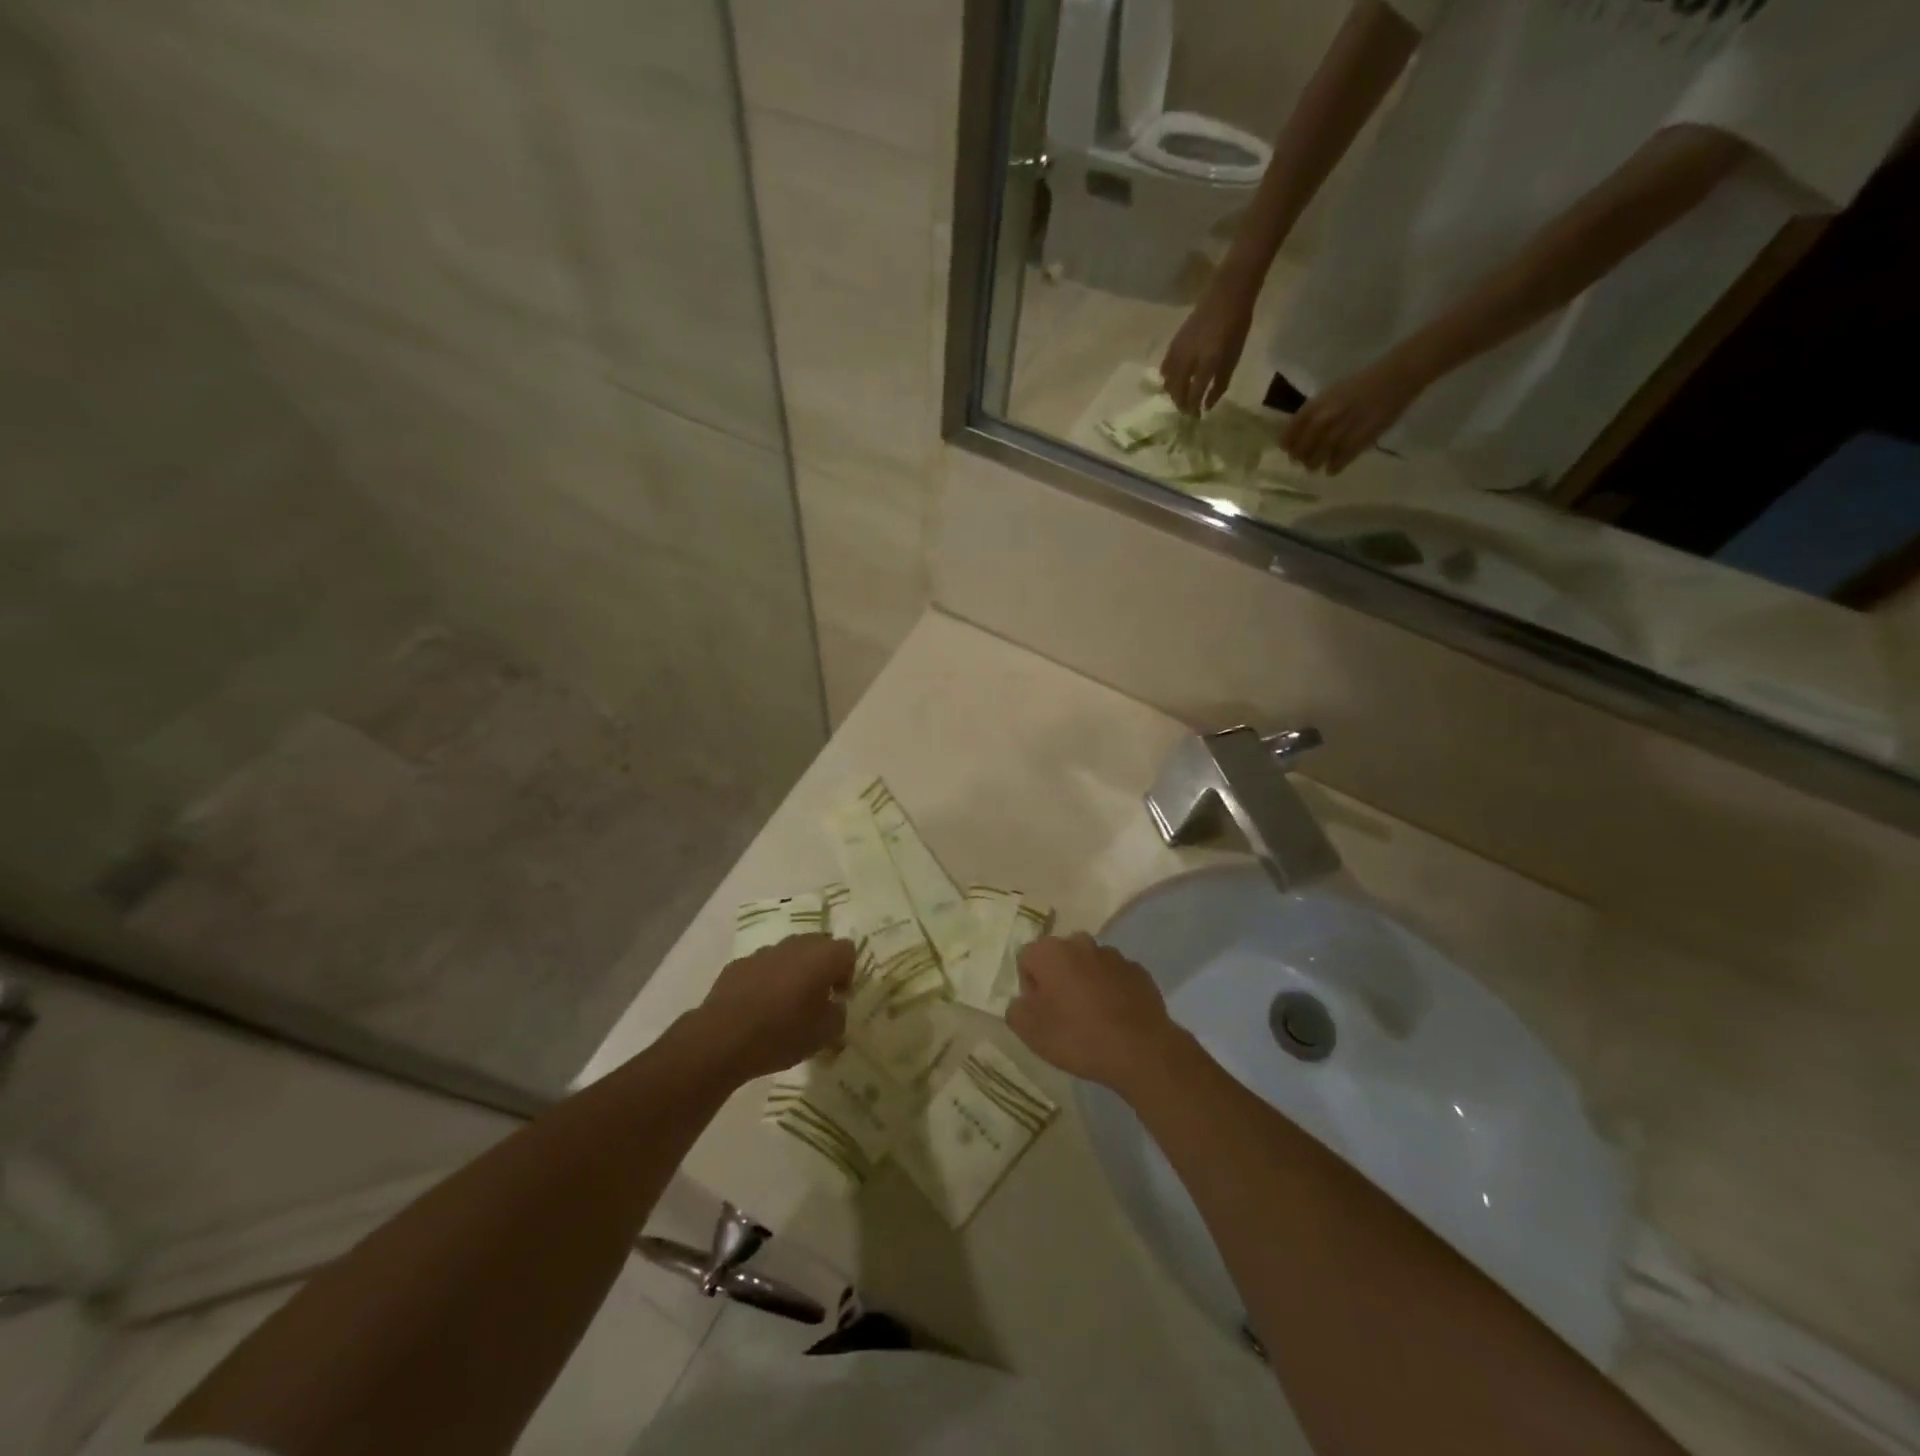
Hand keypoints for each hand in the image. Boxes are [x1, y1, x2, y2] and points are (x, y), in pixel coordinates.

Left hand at [693, 934, 854, 1080]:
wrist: (722, 1039)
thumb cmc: (782, 1034)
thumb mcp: (824, 1035)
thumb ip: (838, 1015)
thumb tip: (834, 1006)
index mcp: (823, 957)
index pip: (847, 951)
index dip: (847, 973)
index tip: (837, 998)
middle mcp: (796, 945)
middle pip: (818, 945)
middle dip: (821, 967)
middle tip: (816, 997)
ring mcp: (765, 951)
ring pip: (789, 954)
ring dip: (793, 972)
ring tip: (786, 1004)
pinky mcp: (739, 964)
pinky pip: (763, 966)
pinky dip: (767, 980)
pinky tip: (758, 1007)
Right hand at [1006, 932, 1183, 1095]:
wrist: (1141, 1051)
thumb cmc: (1078, 1037)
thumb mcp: (1031, 1033)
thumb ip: (1016, 1010)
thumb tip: (1023, 1001)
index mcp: (1050, 951)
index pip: (1027, 960)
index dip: (1030, 987)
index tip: (1041, 1013)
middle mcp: (1081, 943)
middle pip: (1058, 958)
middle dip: (1057, 980)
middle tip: (1063, 1015)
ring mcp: (1113, 955)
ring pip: (1088, 965)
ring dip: (1085, 984)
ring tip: (1092, 1019)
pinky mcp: (1138, 970)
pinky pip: (1114, 977)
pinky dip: (1111, 991)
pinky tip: (1115, 1018)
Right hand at [1160, 287, 1255, 414]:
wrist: (1226, 294)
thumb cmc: (1236, 325)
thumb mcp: (1234, 357)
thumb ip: (1220, 383)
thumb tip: (1208, 405)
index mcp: (1208, 362)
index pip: (1194, 394)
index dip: (1193, 408)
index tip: (1196, 417)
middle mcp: (1189, 359)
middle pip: (1177, 390)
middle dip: (1181, 403)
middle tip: (1187, 411)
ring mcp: (1179, 351)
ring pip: (1168, 381)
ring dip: (1172, 393)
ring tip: (1180, 397)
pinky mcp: (1173, 343)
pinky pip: (1164, 367)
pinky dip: (1167, 378)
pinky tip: (1171, 381)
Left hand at [1279, 354, 1427, 473]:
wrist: (1396, 377)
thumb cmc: (1361, 383)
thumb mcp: (1331, 393)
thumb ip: (1314, 412)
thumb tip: (1298, 433)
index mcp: (1316, 405)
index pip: (1290, 432)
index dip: (1287, 444)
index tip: (1288, 449)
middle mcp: (1325, 419)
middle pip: (1302, 449)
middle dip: (1300, 457)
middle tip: (1302, 460)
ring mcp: (1341, 431)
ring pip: (1317, 459)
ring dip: (1314, 464)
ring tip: (1315, 465)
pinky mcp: (1359, 441)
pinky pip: (1338, 462)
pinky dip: (1333, 468)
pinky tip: (1332, 469)